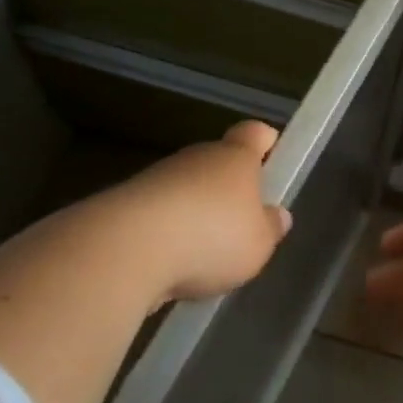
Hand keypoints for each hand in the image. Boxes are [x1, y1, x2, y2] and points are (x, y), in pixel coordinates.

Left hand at [100, 121, 291, 305]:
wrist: (125, 249)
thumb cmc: (211, 236)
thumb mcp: (258, 243)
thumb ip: (269, 228)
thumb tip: (277, 215)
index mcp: (235, 157)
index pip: (254, 134)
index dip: (265, 142)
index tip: (272, 156)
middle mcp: (196, 158)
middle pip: (218, 163)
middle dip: (228, 189)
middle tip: (241, 223)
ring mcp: (157, 179)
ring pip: (185, 190)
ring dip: (195, 214)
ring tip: (205, 256)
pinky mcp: (125, 206)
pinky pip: (158, 216)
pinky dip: (166, 236)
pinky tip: (171, 268)